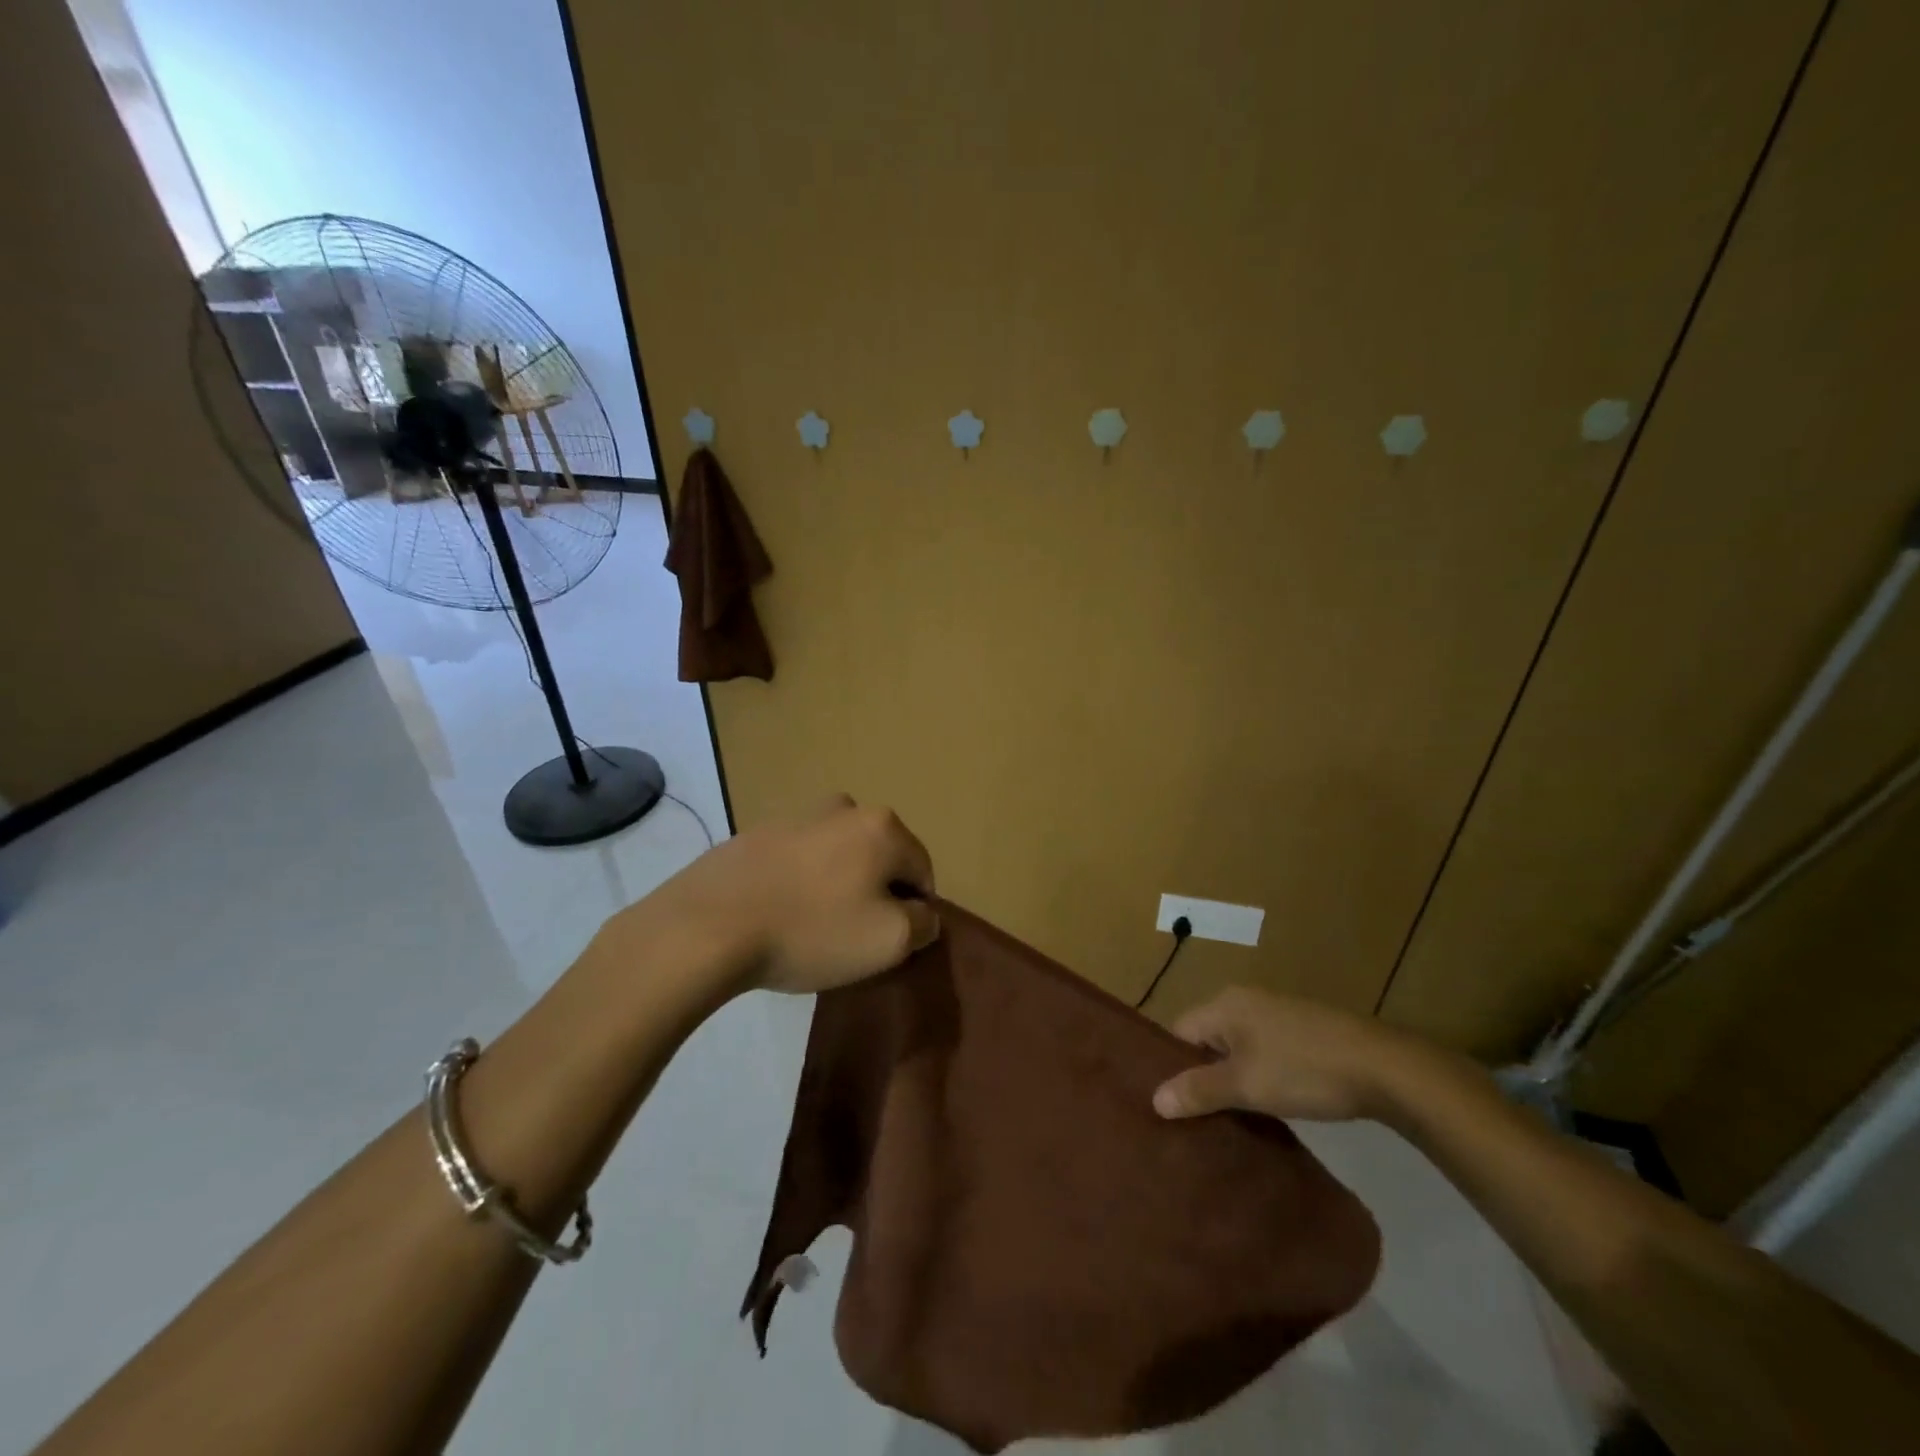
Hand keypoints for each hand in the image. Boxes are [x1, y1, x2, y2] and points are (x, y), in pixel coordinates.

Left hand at [639, 795, 938, 994]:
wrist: (709, 925)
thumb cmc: (812, 930)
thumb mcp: (888, 941)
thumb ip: (922, 925)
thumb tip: (923, 914)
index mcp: (882, 826)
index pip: (922, 872)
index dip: (914, 912)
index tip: (889, 943)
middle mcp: (845, 808)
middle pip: (880, 858)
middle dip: (876, 894)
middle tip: (852, 936)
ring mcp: (797, 816)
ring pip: (839, 856)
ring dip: (838, 885)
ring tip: (813, 927)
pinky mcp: (758, 833)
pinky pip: (799, 860)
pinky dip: (801, 883)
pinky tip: (781, 915)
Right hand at [1152, 987, 1431, 1123]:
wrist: (1383, 1066)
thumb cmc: (1303, 1069)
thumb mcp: (1246, 1085)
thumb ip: (1199, 1091)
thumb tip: (1155, 1099)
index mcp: (1224, 1004)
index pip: (1179, 1033)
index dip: (1172, 1068)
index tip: (1172, 1107)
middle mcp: (1244, 1001)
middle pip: (1206, 1040)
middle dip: (1201, 1077)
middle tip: (1195, 1120)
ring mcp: (1275, 1014)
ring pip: (1236, 1049)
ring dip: (1231, 1081)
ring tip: (1227, 1121)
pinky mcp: (1301, 1032)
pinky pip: (1261, 1053)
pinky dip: (1257, 1077)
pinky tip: (1265, 1108)